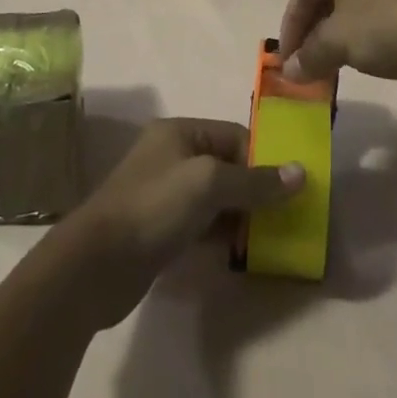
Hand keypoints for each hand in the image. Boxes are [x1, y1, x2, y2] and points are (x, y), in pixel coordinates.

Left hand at [50, 119, 302, 328]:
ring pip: (215, 199)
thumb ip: (255, 181)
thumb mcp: (209, 184)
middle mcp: (172, 156)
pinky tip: (240, 253)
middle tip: (286, 217)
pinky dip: (221, 234)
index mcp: (180, 132)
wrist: (96, 265)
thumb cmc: (155, 207)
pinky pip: (201, 224)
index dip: (263, 159)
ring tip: (269, 238)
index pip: (234, 136)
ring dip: (240, 216)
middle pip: (226, 166)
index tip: (291, 188)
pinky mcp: (160, 230)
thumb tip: (301, 173)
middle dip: (255, 189)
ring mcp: (164, 194)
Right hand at [278, 0, 396, 83]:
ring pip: (354, 2)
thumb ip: (310, 55)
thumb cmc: (384, 26)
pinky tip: (368, 55)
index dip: (290, 26)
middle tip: (308, 62)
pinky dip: (364, 31)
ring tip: (335, 63)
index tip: (287, 59)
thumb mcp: (338, 43)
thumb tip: (289, 72)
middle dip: (314, 31)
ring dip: (338, 34)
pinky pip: (378, 8)